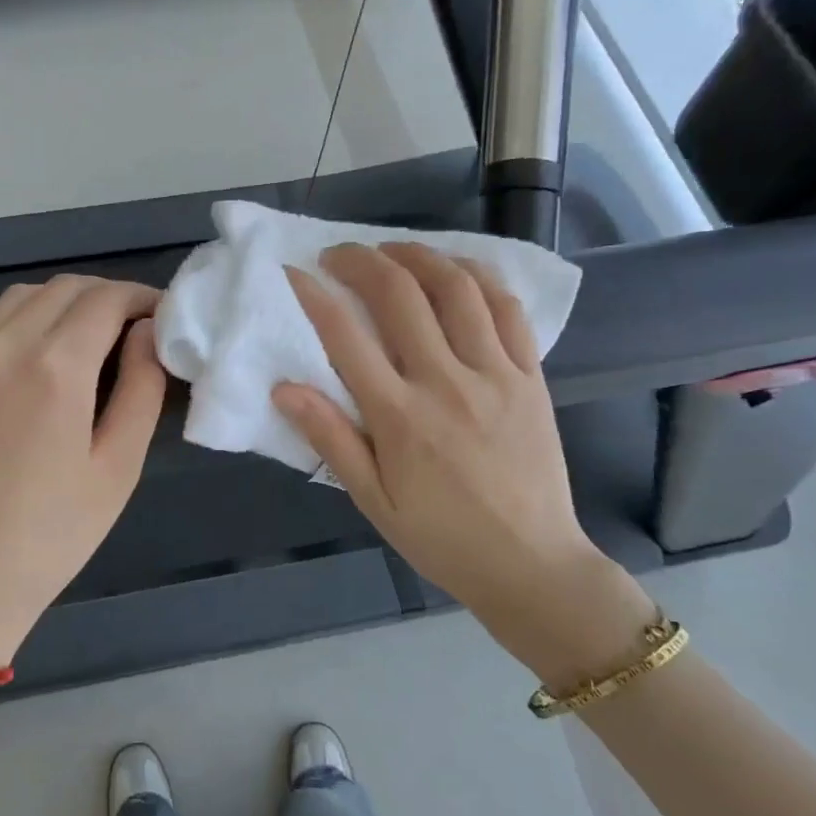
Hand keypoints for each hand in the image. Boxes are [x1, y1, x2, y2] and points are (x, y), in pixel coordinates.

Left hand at [0, 276, 166, 668]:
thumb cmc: (49, 536)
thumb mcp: (117, 468)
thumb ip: (141, 389)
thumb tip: (148, 333)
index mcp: (54, 368)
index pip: (106, 299)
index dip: (142, 298)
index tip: (162, 316)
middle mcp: (3, 345)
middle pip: (65, 288)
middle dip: (107, 297)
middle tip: (134, 329)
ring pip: (21, 296)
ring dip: (62, 302)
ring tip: (86, 337)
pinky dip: (15, 316)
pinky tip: (29, 348)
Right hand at [273, 243, 655, 687]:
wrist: (531, 564)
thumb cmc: (441, 538)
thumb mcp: (372, 501)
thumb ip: (330, 439)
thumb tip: (284, 388)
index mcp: (399, 417)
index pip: (345, 336)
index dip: (314, 295)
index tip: (295, 272)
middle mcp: (445, 382)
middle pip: (399, 295)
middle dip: (361, 261)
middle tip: (338, 254)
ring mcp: (495, 374)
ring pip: (456, 288)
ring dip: (418, 256)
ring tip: (391, 250)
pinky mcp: (530, 376)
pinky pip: (507, 309)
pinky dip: (478, 277)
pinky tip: (456, 270)